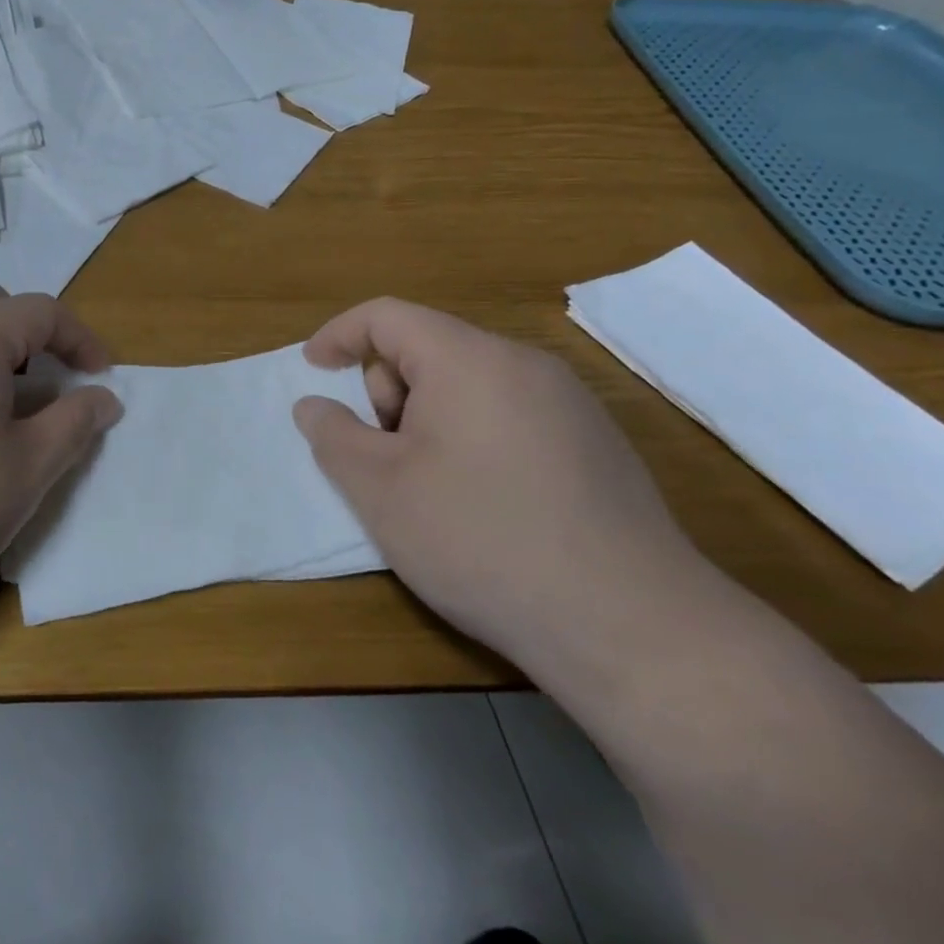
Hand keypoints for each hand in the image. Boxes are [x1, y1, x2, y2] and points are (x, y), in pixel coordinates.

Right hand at [293, 298, 712, 671]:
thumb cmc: (481, 541)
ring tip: (431, 489)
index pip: (386, 316)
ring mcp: (569, 402)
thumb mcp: (380, 490)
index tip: (313, 370)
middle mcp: (523, 363)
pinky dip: (474, 437)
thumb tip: (314, 406)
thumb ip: (333, 436)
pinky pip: (510, 413)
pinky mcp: (597, 443)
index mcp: (468, 358)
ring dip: (429, 418)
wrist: (630, 627)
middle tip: (384, 460)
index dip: (339, 335)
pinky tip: (486, 505)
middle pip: (429, 348)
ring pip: (469, 384)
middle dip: (388, 392)